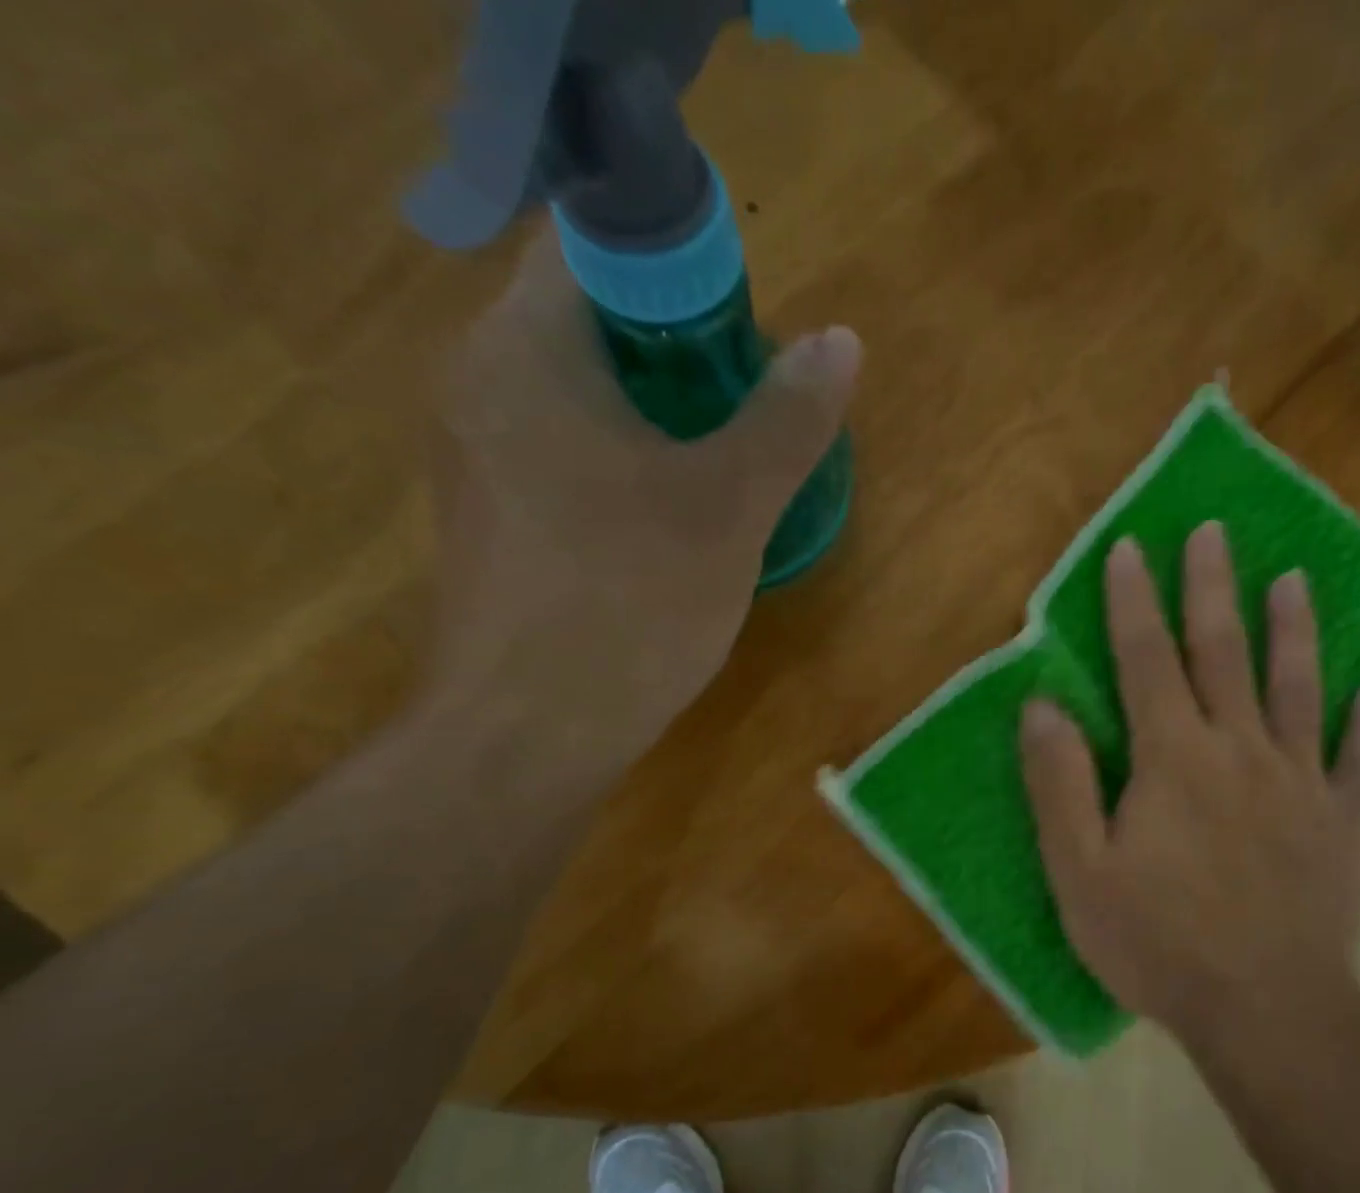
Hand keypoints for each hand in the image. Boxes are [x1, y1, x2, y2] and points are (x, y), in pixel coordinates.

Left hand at [430, 226, 860, 747]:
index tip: (744, 338)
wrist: (530, 735)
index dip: (680, 274)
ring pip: (578, 396)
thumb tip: (841, 342)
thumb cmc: (630, 602)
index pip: (595, 248)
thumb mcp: (729, 507)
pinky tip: (668, 520)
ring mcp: (475, 456)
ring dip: (655, 414)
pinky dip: (621, 462)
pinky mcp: (489, 518)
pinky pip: (562, 453)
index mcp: (526, 350)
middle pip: (590, 325)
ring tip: (722, 468)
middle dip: (679, 353)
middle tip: (750, 407)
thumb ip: (787, 418)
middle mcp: (479, 382)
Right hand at [1018, 524, 1359, 1049]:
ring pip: (1297, 689)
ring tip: (1294, 579)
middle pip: (1223, 653)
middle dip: (1212, 588)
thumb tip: (1042, 707)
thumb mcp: (1081, 872)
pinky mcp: (1342, 822)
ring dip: (1293, 630)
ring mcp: (1299, 783)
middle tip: (1214, 532)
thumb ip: (1060, 784)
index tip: (1131, 549)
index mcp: (1173, 758)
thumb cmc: (1160, 943)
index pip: (1146, 660)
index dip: (1135, 602)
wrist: (1266, 1011)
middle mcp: (1239, 750)